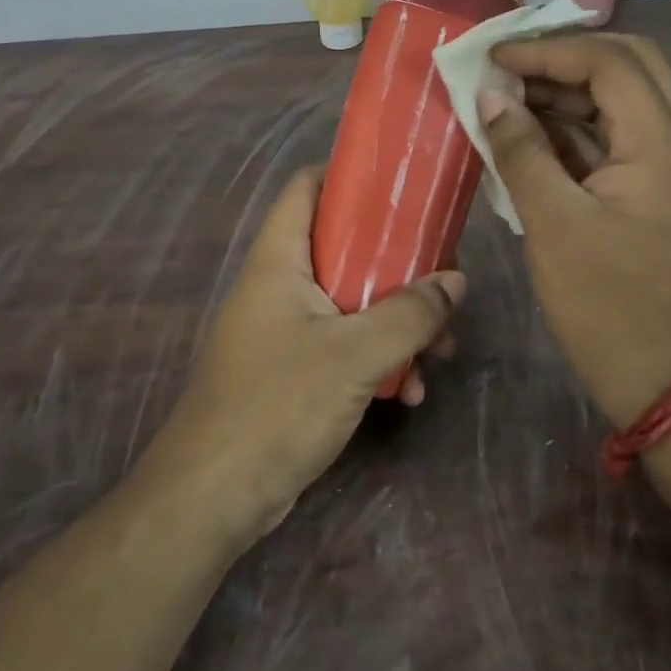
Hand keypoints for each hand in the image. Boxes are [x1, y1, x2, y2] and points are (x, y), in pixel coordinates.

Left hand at [140, 168, 463, 547]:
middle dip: (398, 264)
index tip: (402, 184)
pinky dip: (378, 358)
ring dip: (397, 321)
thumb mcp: (354, 354)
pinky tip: (411, 391)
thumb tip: (455, 281)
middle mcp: (280, 284)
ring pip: (352, 301)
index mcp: (279, 259)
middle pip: (344, 247)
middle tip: (442, 279)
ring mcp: (285, 328)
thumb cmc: (277, 405)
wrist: (214, 495)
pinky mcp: (294, 368)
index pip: (308, 187)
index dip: (350, 175)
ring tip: (441, 350)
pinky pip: (345, 345)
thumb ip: (409, 314)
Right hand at [480, 34, 670, 427]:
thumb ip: (522, 152)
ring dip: (563, 91)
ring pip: (616, 100)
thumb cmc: (607, 303)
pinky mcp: (643, 190)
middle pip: (628, 65)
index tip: (493, 59)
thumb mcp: (554, 224)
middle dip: (565, 57)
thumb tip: (492, 98)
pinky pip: (606, 137)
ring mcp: (659, 166)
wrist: (660, 376)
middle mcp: (670, 141)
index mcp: (660, 143)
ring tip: (505, 97)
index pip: (609, 63)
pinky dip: (566, 127)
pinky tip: (522, 135)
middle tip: (511, 67)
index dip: (548, 52)